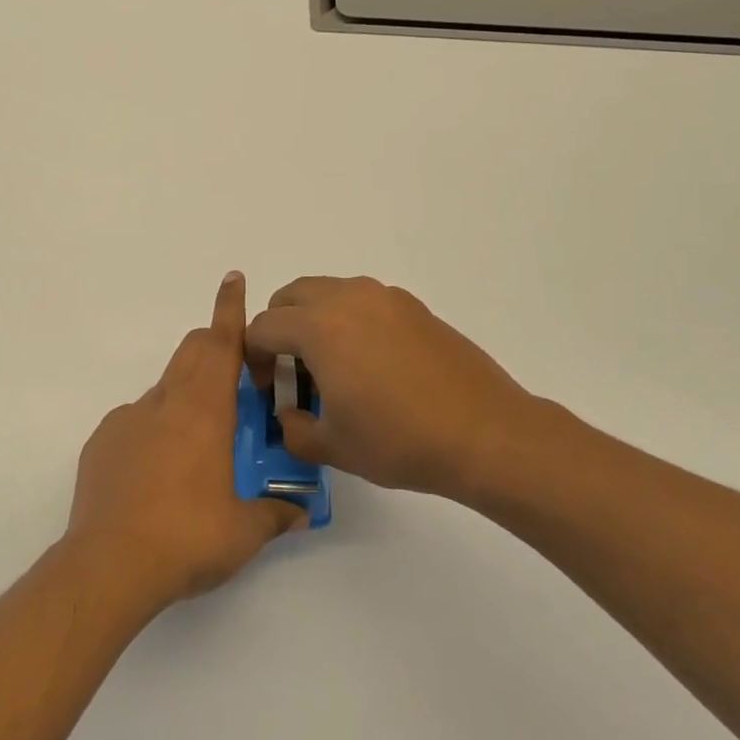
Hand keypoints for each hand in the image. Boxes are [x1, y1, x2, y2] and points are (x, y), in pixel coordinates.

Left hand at [67, 272, 306, 609]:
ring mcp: (126, 420)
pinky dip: (153, 431)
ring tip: (198, 446)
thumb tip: (299, 511)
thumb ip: (275, 514)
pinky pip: (134, 422)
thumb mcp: (244, 532)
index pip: (220, 344)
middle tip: (234, 373)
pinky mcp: (101, 443)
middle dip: (213, 347)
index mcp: (203, 411)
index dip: (229, 309)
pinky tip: (156, 474)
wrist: (109, 565)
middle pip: (190, 353)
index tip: (233, 279)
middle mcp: (163, 404)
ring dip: (185, 399)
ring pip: (163, 391)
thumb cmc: (187, 538)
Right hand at [244, 275, 566, 504]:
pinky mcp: (414, 307)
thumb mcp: (333, 446)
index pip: (262, 327)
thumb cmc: (400, 440)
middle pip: (290, 296)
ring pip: (328, 293)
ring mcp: (385, 298)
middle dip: (279, 329)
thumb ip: (293, 430)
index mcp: (318, 326)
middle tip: (291, 372)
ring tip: (332, 368)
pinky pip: (363, 302)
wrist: (486, 434)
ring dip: (313, 321)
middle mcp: (348, 298)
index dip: (253, 358)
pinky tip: (371, 365)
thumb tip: (288, 416)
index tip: (267, 390)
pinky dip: (349, 321)